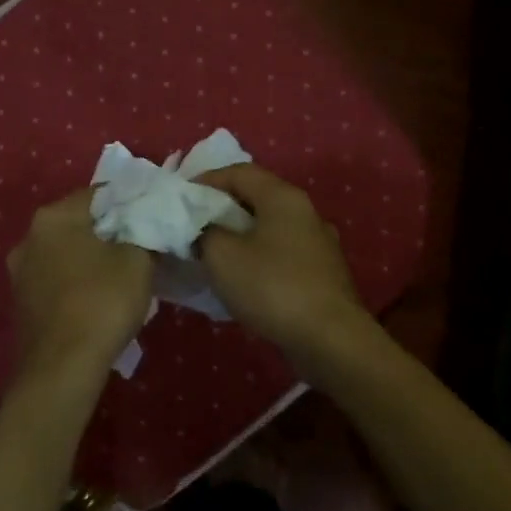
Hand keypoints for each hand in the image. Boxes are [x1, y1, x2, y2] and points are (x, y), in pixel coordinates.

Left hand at [8, 190, 153, 372]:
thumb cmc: (102, 302)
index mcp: (54, 217)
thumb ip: (143, 232)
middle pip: (79, 222)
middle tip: (141, 246)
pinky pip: (57, 278)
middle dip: (110, 231)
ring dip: (92, 258)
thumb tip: (146, 225)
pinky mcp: (22, 301)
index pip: (99, 193)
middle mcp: (29, 237)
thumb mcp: (138, 260)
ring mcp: (20, 271)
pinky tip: (99, 298)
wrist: (62, 368)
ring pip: (66, 252)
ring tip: (123, 275)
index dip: (130, 202)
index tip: (152, 217)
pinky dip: (77, 281)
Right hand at [196, 164, 370, 355]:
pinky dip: (257, 256)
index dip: (206, 180)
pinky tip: (242, 278)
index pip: (239, 172)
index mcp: (282, 197)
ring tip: (212, 252)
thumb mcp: (222, 256)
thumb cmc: (273, 287)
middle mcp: (305, 211)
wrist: (330, 338)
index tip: (180, 198)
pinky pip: (281, 252)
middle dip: (221, 208)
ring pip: (269, 227)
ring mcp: (318, 242)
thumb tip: (205, 230)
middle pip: (256, 197)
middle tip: (192, 225)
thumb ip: (204, 232)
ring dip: (239, 235)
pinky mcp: (321, 272)